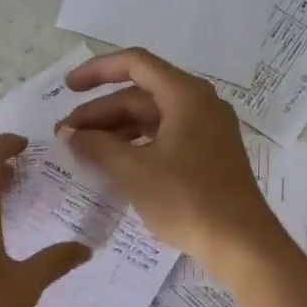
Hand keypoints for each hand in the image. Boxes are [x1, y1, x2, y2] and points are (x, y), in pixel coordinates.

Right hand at [57, 48, 277, 264]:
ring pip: (152, 118)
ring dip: (116, 130)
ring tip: (84, 150)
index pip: (135, 64)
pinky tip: (114, 163)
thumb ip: (96, 146)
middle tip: (66, 135)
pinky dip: (137, 145)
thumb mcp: (133, 171)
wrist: (240, 242)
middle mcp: (200, 104)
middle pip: (141, 95)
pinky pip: (165, 137)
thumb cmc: (186, 200)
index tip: (68, 89)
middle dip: (101, 112)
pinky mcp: (208, 155)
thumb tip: (69, 134)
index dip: (97, 71)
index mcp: (186, 95)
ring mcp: (207, 130)